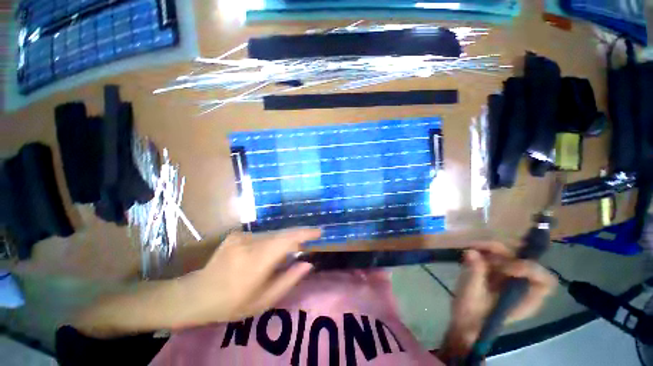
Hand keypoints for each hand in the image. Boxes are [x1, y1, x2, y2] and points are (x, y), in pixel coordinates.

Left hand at [179, 228, 319, 325]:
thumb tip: (308, 263)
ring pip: (273, 234)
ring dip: (283, 241)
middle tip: (306, 244)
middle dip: (297, 237)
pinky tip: (265, 254)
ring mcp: (241, 236)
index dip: (305, 233)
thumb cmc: (233, 304)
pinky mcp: (237, 234)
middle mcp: (250, 243)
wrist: (197, 294)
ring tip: (284, 254)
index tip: (319, 232)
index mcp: (257, 261)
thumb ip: (289, 280)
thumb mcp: (264, 301)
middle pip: (282, 234)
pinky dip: (270, 241)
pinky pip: (262, 235)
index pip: (287, 240)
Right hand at [440, 242, 556, 357]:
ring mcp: (508, 277)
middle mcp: (522, 285)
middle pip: (524, 261)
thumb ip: (475, 273)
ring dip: (491, 249)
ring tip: (474, 249)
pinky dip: (484, 251)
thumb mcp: (472, 296)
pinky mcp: (495, 272)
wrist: (464, 320)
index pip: (544, 280)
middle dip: (504, 254)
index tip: (506, 267)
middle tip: (483, 252)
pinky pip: (495, 256)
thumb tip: (471, 251)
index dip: (530, 269)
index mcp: (526, 298)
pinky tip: (472, 252)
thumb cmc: (471, 313)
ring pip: (509, 255)